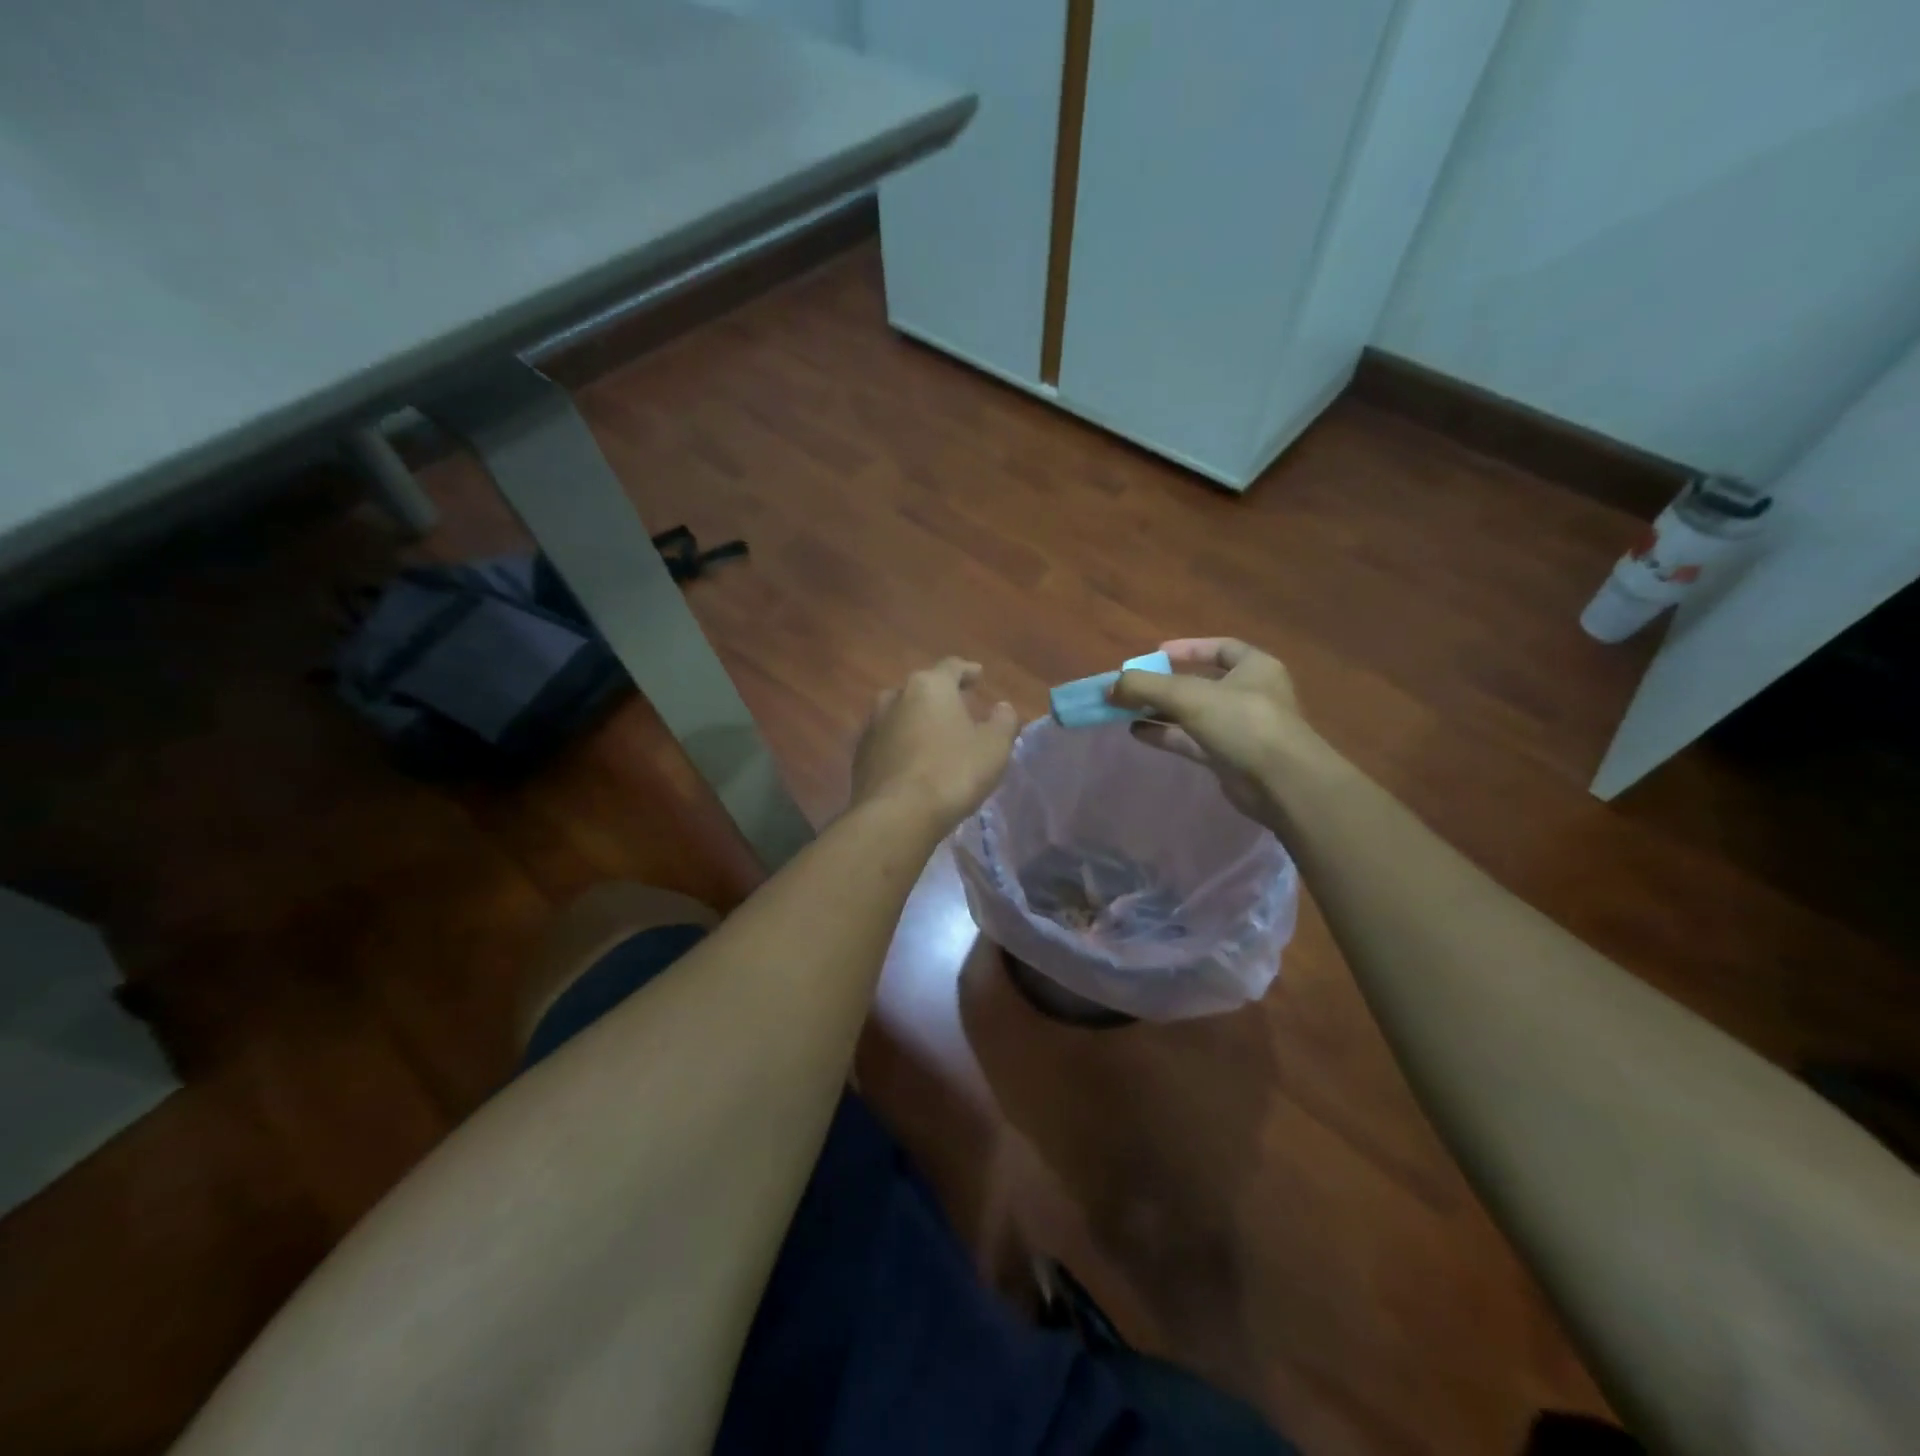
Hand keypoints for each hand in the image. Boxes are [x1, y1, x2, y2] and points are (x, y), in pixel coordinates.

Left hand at [851, 658, 1018, 831]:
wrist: (896, 815)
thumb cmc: (952, 773)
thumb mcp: (993, 748)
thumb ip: (1003, 721)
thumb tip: (1003, 707)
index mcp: (929, 686)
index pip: (951, 667)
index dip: (968, 670)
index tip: (979, 676)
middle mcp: (895, 697)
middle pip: (922, 689)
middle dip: (940, 697)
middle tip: (958, 708)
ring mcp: (872, 726)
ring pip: (900, 714)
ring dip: (917, 720)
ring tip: (934, 735)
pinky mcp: (859, 756)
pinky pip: (887, 741)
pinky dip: (901, 744)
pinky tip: (912, 761)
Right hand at [1109, 638, 1332, 825]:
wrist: (1282, 783)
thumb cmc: (1242, 723)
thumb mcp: (1188, 696)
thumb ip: (1145, 686)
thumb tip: (1109, 687)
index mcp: (1254, 668)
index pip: (1220, 648)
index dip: (1187, 647)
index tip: (1155, 653)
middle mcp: (1250, 694)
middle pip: (1201, 683)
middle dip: (1164, 685)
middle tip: (1132, 687)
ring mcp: (1240, 728)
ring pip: (1193, 714)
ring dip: (1160, 711)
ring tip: (1126, 711)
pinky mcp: (1229, 758)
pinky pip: (1191, 740)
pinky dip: (1166, 735)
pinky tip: (1138, 732)